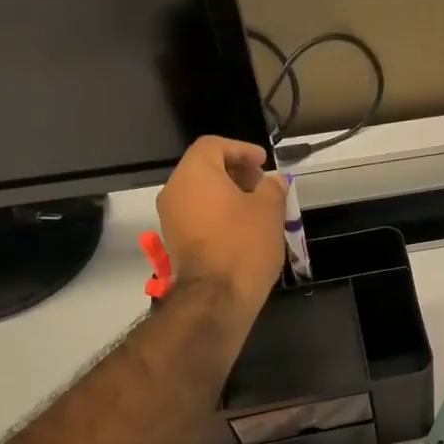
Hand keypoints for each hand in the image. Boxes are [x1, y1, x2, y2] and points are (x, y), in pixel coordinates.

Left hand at [156, 136, 285, 314]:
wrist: (216, 297)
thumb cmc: (244, 244)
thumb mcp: (269, 210)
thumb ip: (272, 187)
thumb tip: (273, 180)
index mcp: (194, 173)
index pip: (213, 145)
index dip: (241, 149)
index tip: (263, 162)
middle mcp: (175, 191)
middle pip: (204, 169)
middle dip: (235, 172)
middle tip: (262, 184)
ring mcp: (170, 218)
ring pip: (200, 194)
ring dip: (227, 195)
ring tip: (257, 208)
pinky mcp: (175, 242)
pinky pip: (197, 216)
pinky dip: (218, 214)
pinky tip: (243, 228)